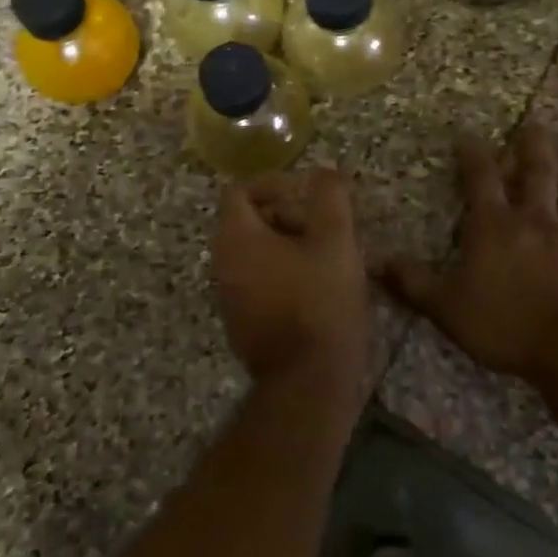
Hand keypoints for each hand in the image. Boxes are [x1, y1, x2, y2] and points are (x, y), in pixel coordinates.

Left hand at [214, 168, 374, 405]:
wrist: (307, 384)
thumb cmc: (320, 304)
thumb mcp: (335, 242)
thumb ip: (329, 198)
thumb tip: (324, 172)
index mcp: (237, 238)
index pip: (239, 191)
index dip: (274, 183)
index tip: (307, 194)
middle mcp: (222, 264)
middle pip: (249, 221)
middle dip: (288, 216)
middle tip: (326, 230)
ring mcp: (229, 297)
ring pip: (256, 253)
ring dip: (290, 246)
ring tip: (330, 259)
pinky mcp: (242, 324)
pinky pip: (259, 282)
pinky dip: (284, 274)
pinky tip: (319, 290)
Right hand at [379, 122, 557, 379]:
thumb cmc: (506, 325)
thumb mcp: (447, 307)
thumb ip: (413, 283)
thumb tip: (376, 260)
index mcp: (496, 226)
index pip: (480, 180)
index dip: (473, 155)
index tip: (469, 134)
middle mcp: (537, 222)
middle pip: (537, 174)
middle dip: (534, 147)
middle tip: (536, 123)